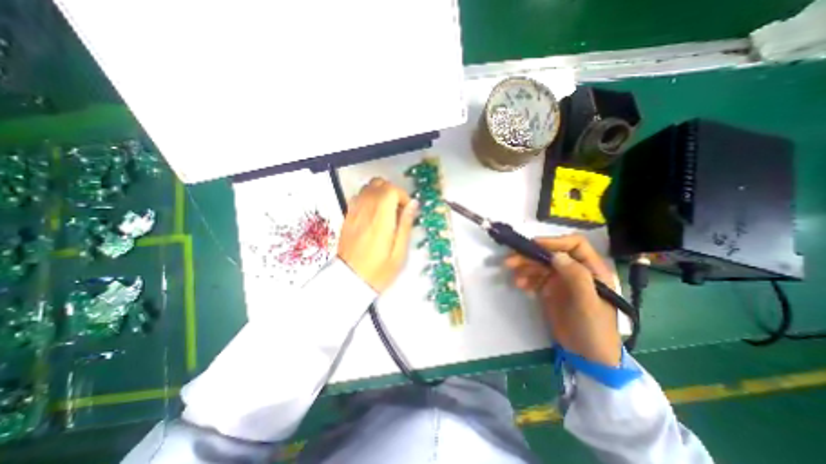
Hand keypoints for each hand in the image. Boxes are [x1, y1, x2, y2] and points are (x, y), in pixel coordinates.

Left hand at [337, 178, 419, 291]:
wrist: (350, 280)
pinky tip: (374, 214)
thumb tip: (413, 203)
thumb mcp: (399, 251)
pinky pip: (358, 197)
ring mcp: (354, 212)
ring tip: (387, 211)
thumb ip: (406, 224)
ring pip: (367, 188)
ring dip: (380, 193)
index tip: (407, 210)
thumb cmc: (379, 270)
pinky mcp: (347, 217)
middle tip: (398, 209)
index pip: (390, 190)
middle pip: (378, 184)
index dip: (402, 195)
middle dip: (392, 191)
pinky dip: (369, 198)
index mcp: (380, 219)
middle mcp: (365, 210)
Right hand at [503, 235, 619, 365]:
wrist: (587, 356)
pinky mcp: (549, 290)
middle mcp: (575, 271)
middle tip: (511, 261)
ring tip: (514, 277)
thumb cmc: (594, 328)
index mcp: (592, 269)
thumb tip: (555, 255)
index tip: (534, 246)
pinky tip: (520, 286)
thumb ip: (576, 277)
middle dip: (531, 256)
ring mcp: (561, 281)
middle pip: (551, 254)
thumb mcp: (588, 303)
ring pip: (540, 265)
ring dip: (524, 268)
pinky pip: (534, 278)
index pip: (574, 245)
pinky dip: (525, 279)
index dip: (554, 242)